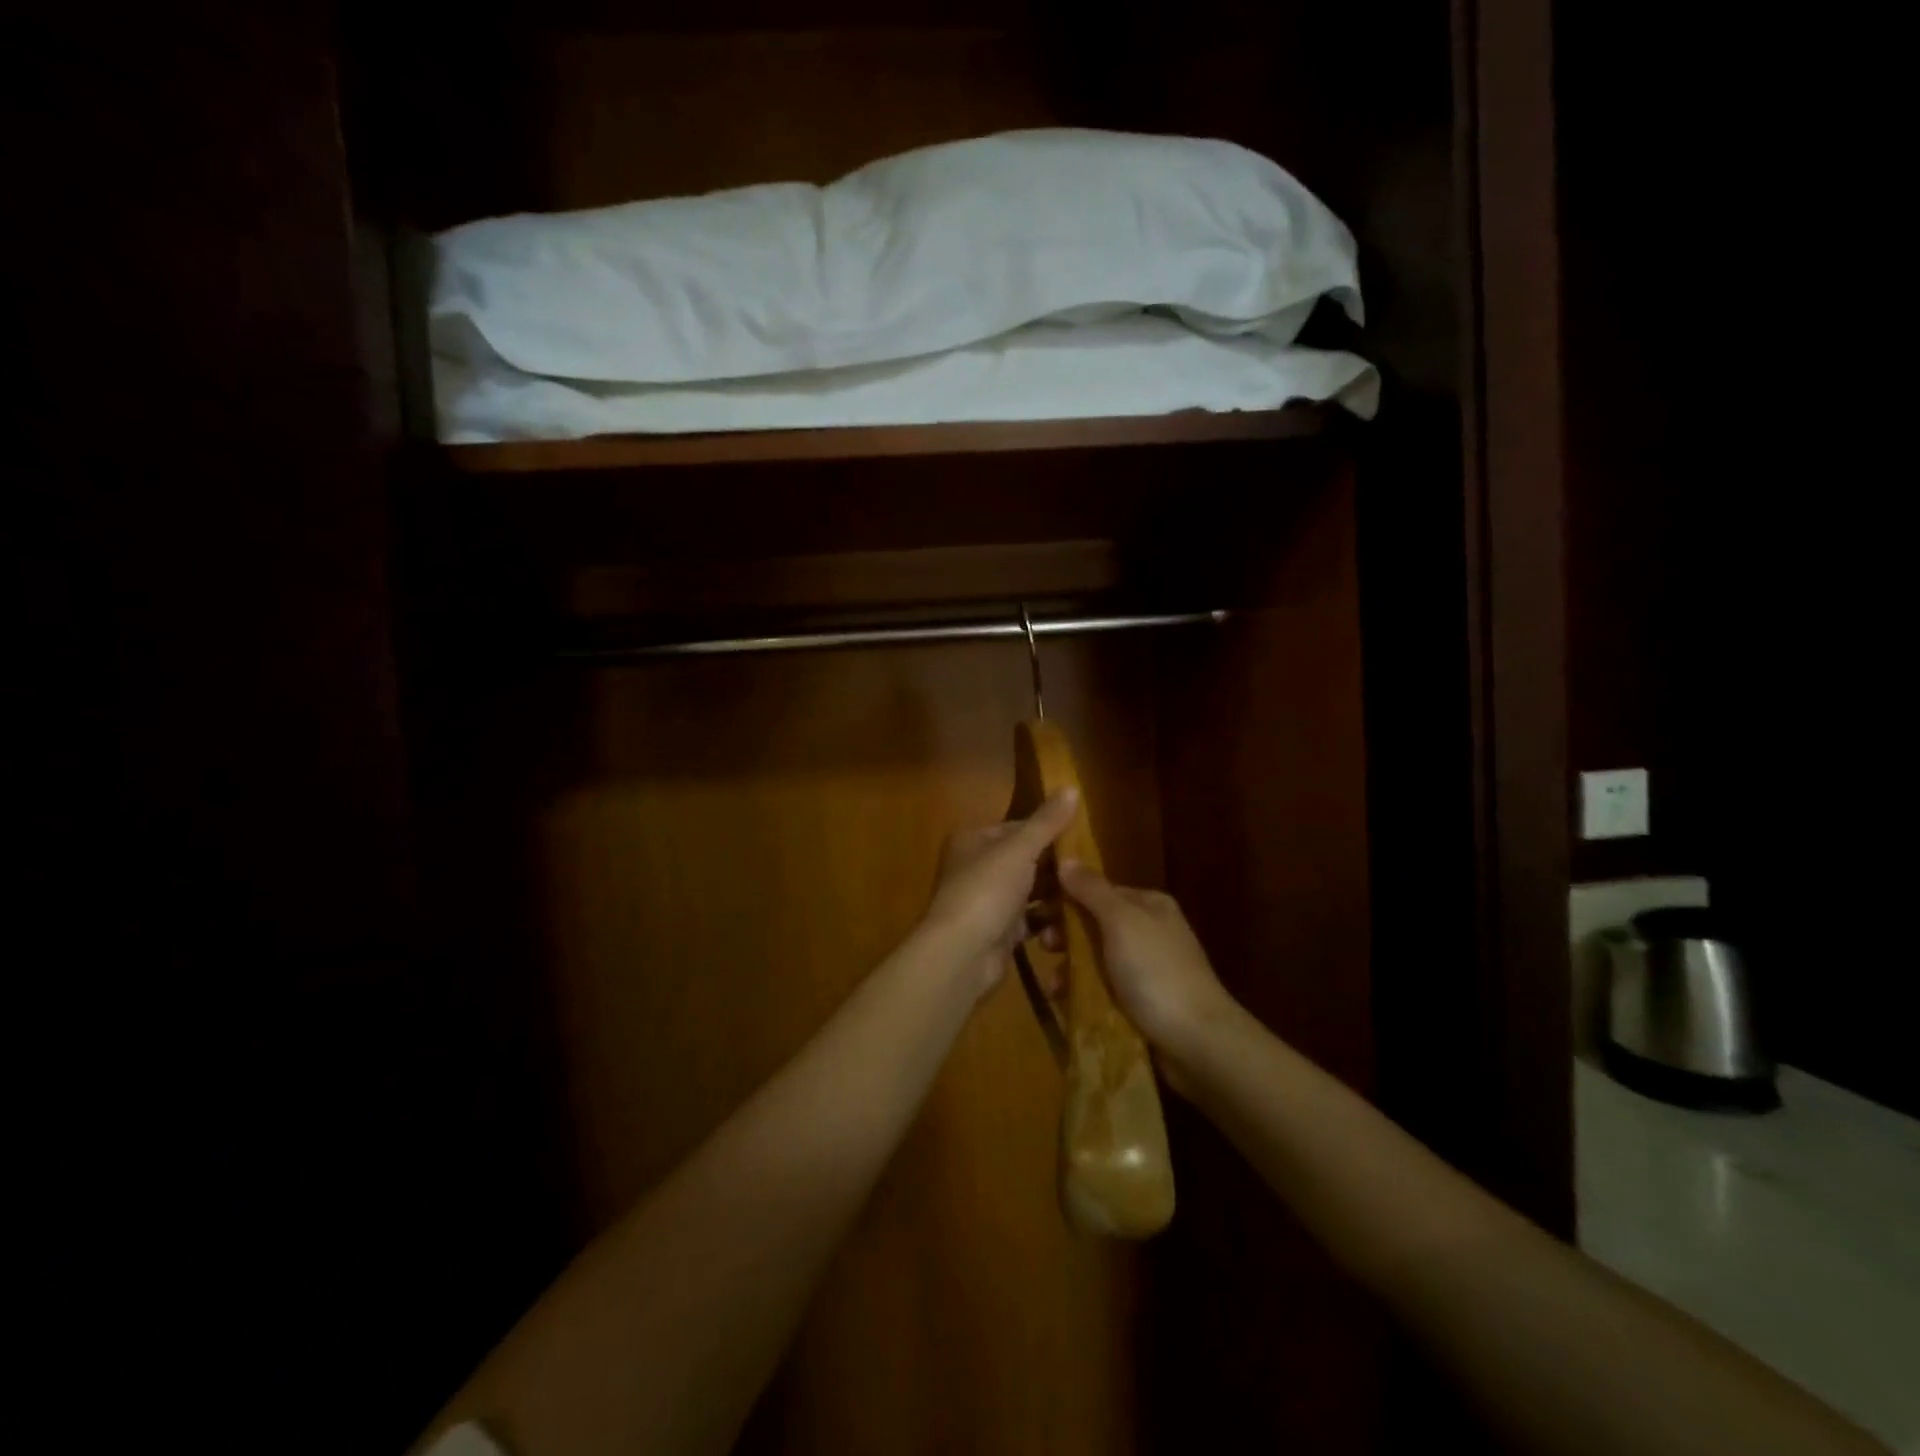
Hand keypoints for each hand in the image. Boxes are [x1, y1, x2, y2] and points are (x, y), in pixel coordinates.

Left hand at [920, 789, 1079, 996]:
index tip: (1081, 838)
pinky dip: (1047, 920)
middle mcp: (975, 867)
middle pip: (1024, 860)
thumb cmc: (987, 890)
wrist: (962, 953)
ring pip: (1028, 891)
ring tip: (1086, 893)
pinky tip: (1073, 921)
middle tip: (1089, 869)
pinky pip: (1029, 919)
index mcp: (973, 840)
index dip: (1047, 831)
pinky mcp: (997, 932)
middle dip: (1054, 866)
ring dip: (1054, 894)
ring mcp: (986, 901)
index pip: (1016, 828)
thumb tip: (1071, 786)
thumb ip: (1046, 822)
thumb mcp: (1020, 849)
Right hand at [1057, 862, 1238, 1059]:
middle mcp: (1148, 931)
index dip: (1067, 897)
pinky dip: (1083, 992)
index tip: (1036, 909)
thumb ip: (1092, 890)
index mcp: (1148, 905)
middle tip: (1043, 946)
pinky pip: (1103, 989)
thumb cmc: (1156, 971)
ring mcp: (1146, 968)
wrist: (1197, 1041)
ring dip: (1070, 968)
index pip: (1099, 890)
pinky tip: (1066, 1002)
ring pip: (1095, 959)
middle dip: (1065, 935)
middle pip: (1094, 924)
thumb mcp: (1121, 922)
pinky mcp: (1141, 1002)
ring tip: (1053, 985)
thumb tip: (1066, 856)